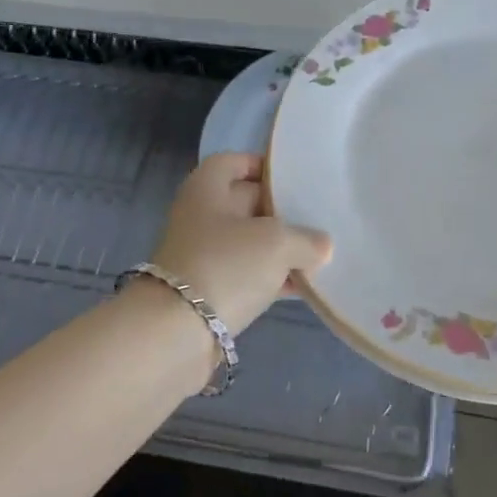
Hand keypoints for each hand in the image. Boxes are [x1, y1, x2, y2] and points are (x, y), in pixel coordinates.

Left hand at [149, 153, 332, 333]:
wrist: (175, 335)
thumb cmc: (226, 266)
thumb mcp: (278, 243)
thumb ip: (306, 239)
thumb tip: (321, 246)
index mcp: (207, 188)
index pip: (234, 162)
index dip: (263, 166)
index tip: (295, 178)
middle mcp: (201, 216)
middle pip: (245, 202)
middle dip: (281, 210)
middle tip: (319, 217)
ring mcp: (203, 255)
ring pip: (248, 242)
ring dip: (280, 249)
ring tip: (319, 254)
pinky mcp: (208, 292)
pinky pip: (246, 275)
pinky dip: (272, 278)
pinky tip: (303, 287)